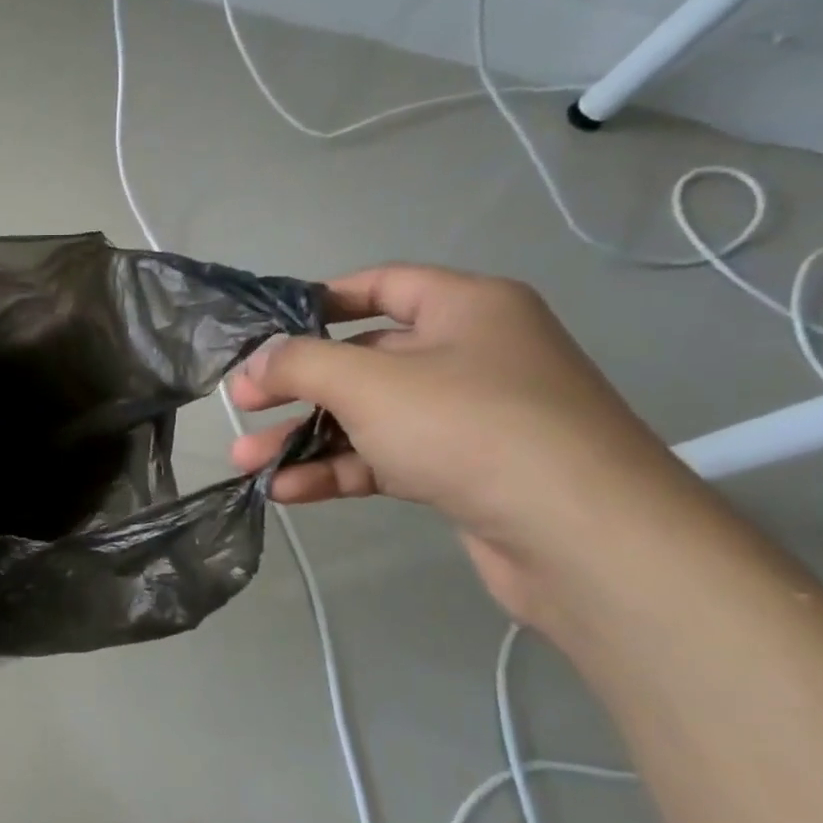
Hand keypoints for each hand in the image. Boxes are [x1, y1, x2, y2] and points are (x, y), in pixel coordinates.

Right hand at [228, 264, 699, 623]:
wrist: (582, 537)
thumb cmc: (470, 427)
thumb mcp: (368, 383)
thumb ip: (301, 363)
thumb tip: (257, 361)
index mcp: (465, 308)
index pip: (381, 285)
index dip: (318, 301)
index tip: (265, 330)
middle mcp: (470, 354)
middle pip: (363, 359)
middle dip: (296, 387)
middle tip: (241, 407)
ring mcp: (470, 416)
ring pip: (369, 416)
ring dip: (305, 438)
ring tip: (246, 461)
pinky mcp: (465, 471)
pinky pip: (387, 458)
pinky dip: (338, 470)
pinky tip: (287, 491)